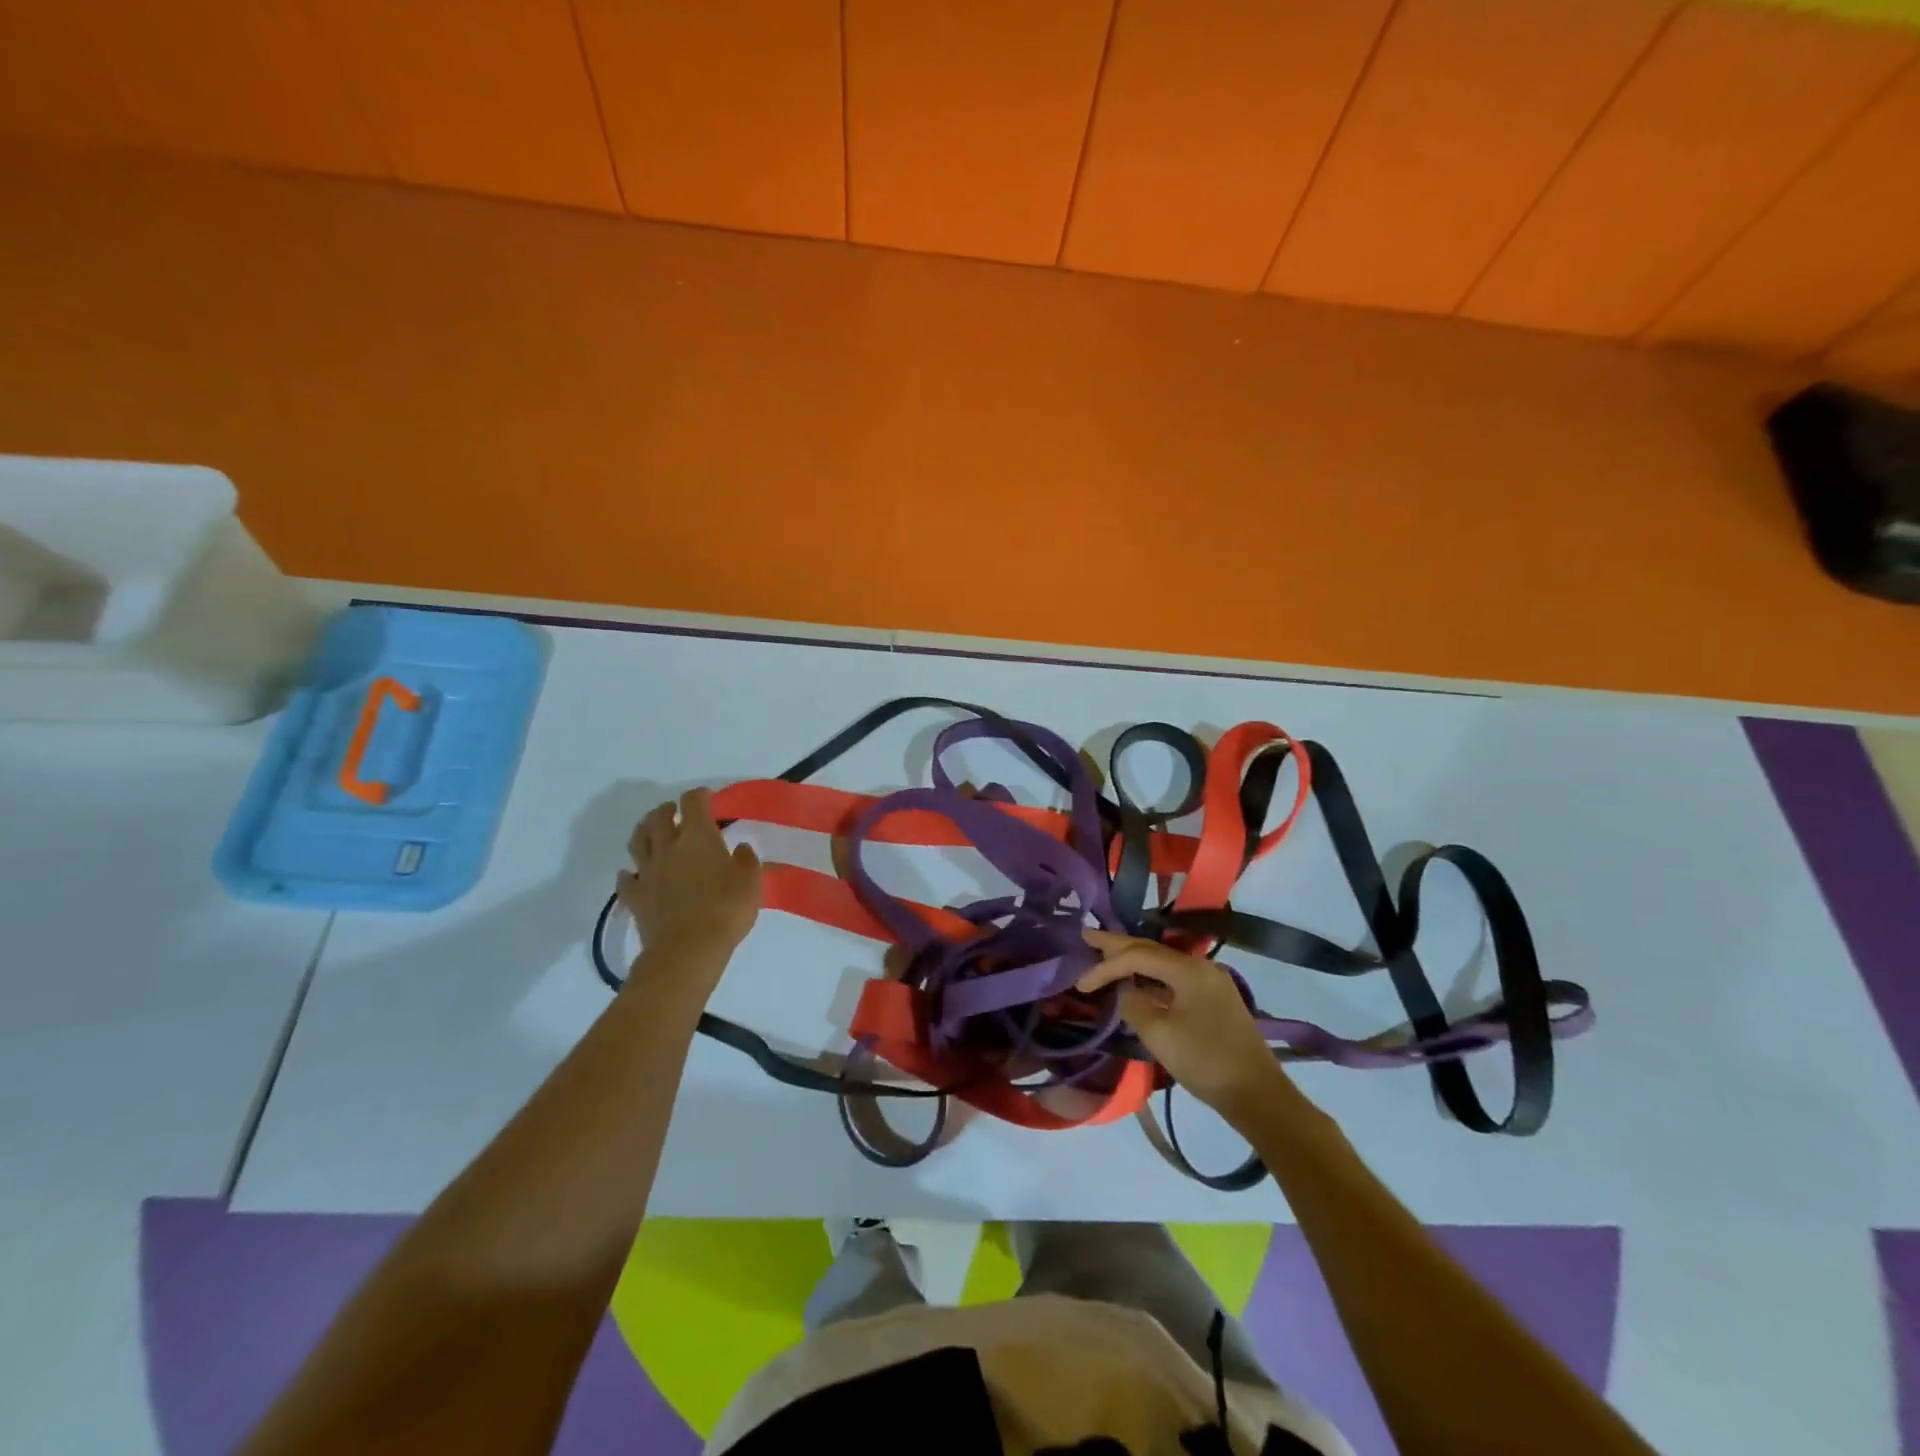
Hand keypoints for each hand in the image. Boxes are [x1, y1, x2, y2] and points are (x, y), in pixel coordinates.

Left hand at [617, 789, 761, 964]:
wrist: (687, 950)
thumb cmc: (725, 910)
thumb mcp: (751, 882)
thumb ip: (746, 861)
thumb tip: (740, 850)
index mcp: (698, 837)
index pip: (693, 802)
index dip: (700, 795)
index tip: (708, 798)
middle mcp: (668, 847)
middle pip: (659, 817)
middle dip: (668, 810)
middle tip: (676, 812)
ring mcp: (647, 872)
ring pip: (638, 841)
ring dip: (644, 830)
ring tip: (651, 831)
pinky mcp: (635, 897)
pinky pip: (625, 880)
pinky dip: (627, 874)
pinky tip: (631, 874)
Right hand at [1078, 928, 1286, 1122]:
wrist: (1258, 1095)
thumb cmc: (1205, 1061)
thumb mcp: (1159, 1035)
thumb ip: (1133, 1005)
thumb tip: (1124, 992)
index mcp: (1188, 969)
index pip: (1137, 956)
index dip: (1105, 966)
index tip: (1080, 983)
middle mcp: (1200, 967)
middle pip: (1151, 950)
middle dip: (1117, 945)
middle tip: (1087, 936)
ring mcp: (1210, 983)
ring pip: (1163, 963)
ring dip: (1133, 960)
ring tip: (1105, 956)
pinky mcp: (1214, 1000)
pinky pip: (1174, 978)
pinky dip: (1150, 977)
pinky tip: (1137, 983)